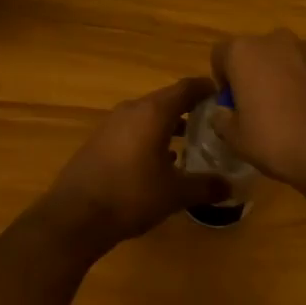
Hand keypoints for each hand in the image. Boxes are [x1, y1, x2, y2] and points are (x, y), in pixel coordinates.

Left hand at [35, 77, 228, 255]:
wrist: (75, 216)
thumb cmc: (131, 195)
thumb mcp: (175, 193)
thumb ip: (205, 186)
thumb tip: (230, 186)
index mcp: (153, 112)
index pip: (185, 88)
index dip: (205, 88)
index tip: (222, 94)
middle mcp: (132, 110)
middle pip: (166, 100)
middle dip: (189, 108)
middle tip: (212, 121)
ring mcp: (111, 124)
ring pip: (147, 116)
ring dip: (168, 125)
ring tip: (190, 142)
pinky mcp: (98, 141)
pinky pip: (131, 130)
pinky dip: (149, 137)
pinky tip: (159, 161)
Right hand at [210, 30, 305, 204]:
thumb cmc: (279, 141)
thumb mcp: (236, 140)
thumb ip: (222, 120)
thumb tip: (223, 112)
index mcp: (246, 52)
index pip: (220, 55)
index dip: (223, 81)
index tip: (232, 106)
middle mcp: (277, 41)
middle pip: (255, 54)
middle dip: (253, 75)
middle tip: (258, 109)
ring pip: (285, 60)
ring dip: (281, 78)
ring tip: (288, 114)